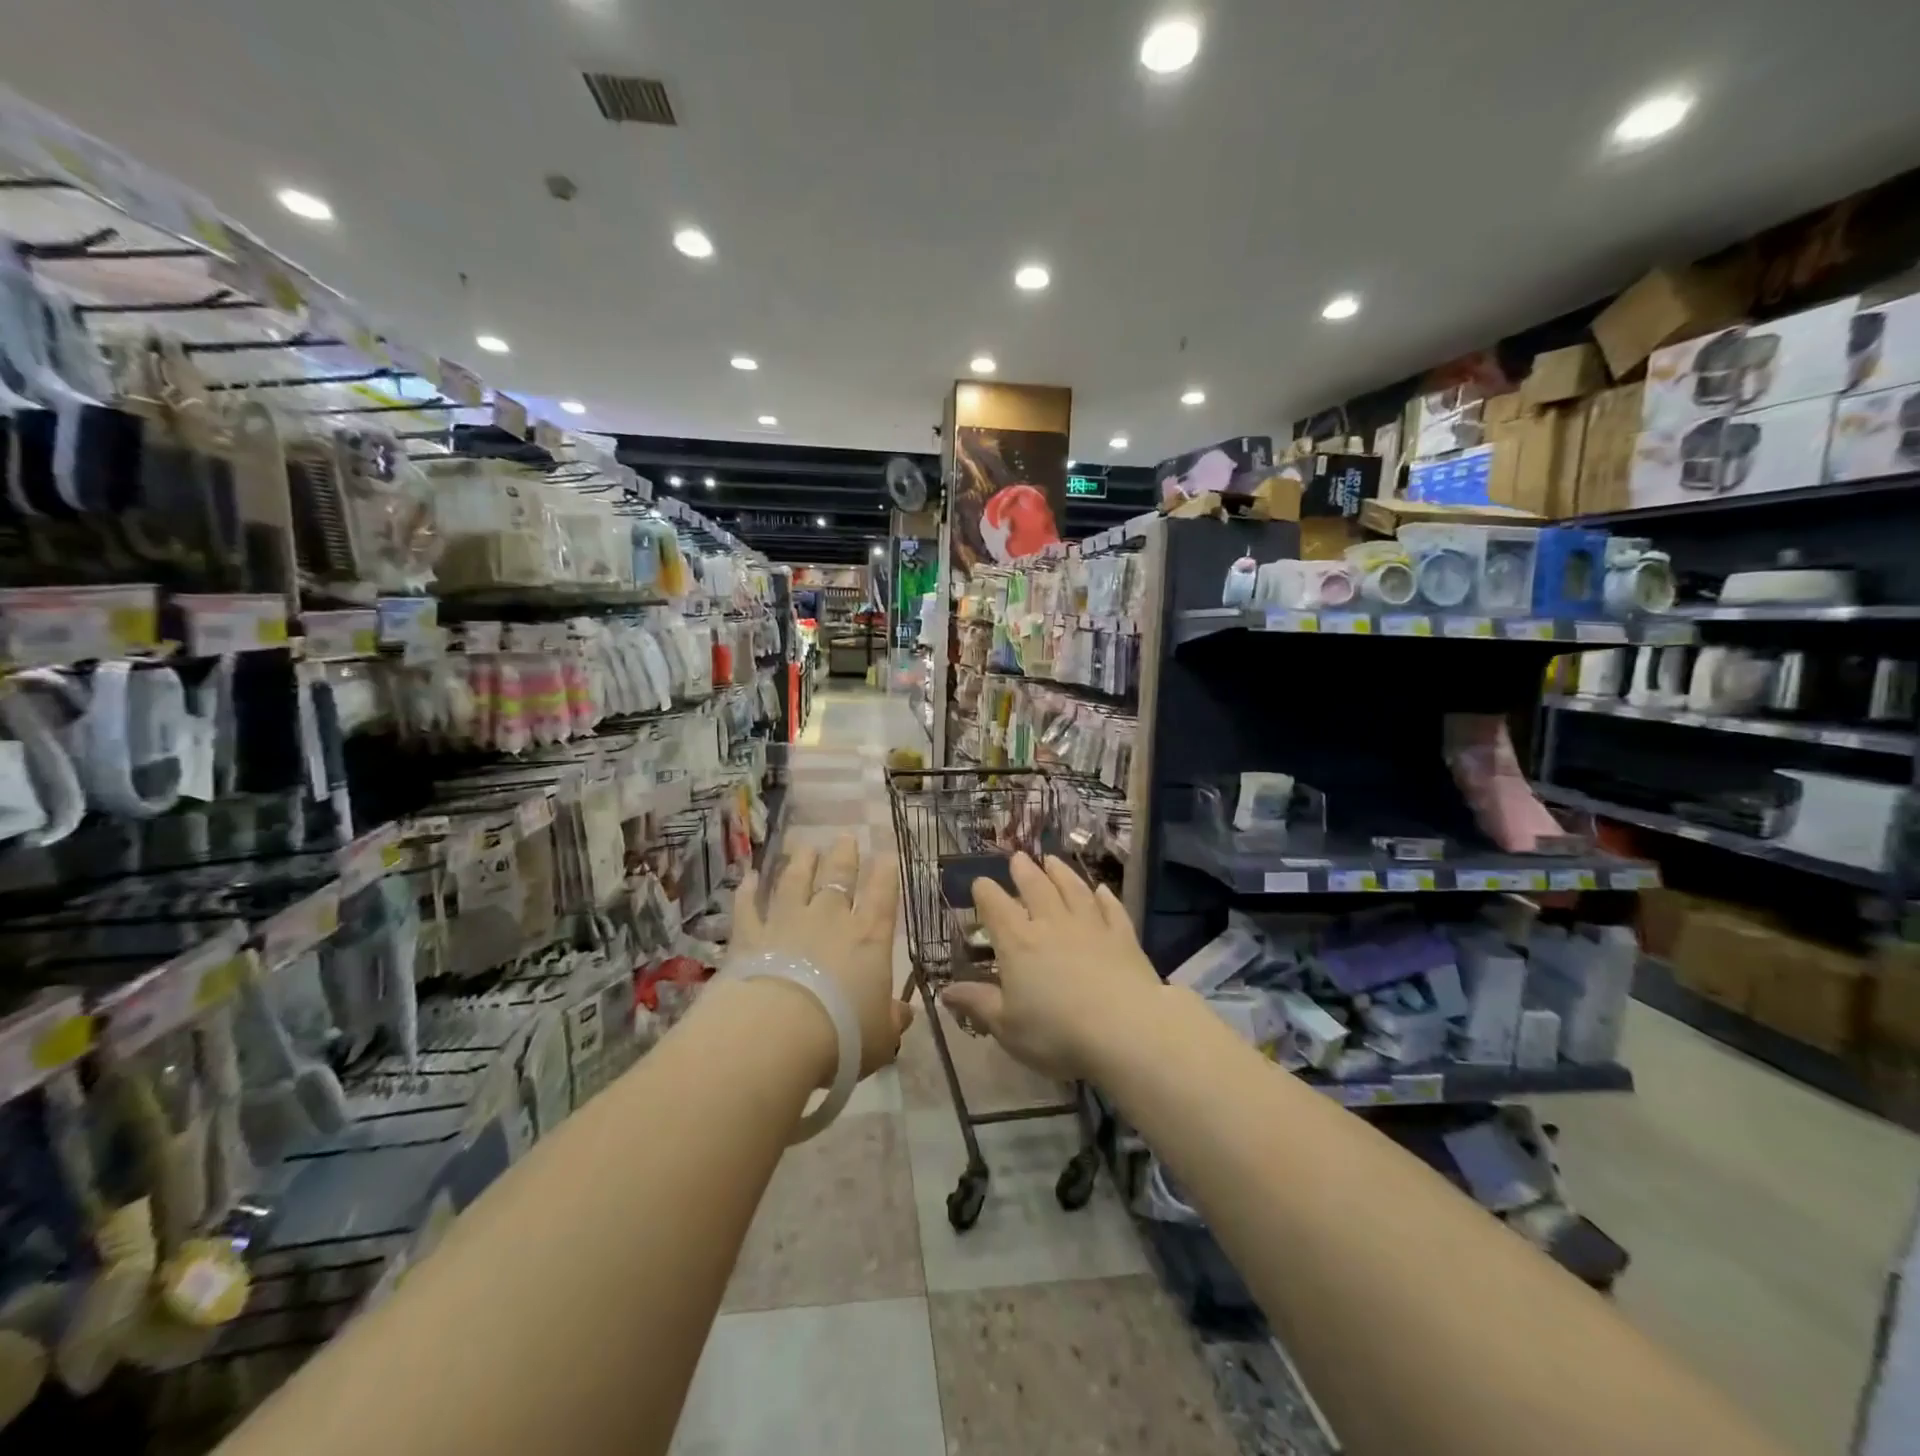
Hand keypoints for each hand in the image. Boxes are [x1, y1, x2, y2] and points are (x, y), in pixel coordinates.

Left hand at [731, 833, 912, 1082]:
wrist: (778, 1034)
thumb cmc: (843, 1036)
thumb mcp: (880, 1035)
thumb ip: (892, 1019)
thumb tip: (904, 1013)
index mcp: (869, 937)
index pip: (883, 894)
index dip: (886, 873)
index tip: (887, 855)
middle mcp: (830, 919)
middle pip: (839, 877)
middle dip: (845, 856)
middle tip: (846, 837)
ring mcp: (787, 922)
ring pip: (795, 881)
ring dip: (800, 862)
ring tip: (804, 846)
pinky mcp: (750, 936)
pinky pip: (748, 907)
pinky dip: (748, 891)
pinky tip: (749, 877)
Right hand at [943, 853, 1161, 1081]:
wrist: (1126, 1029)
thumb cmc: (1057, 1033)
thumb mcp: (1007, 1027)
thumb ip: (977, 1004)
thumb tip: (945, 991)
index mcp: (1018, 943)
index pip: (996, 907)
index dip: (985, 892)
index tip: (980, 882)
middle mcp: (1052, 924)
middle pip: (1036, 887)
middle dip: (1024, 871)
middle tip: (1018, 857)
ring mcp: (1090, 926)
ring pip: (1073, 889)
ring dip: (1061, 872)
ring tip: (1052, 860)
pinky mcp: (1122, 936)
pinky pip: (1111, 908)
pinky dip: (1104, 896)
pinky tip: (1101, 889)